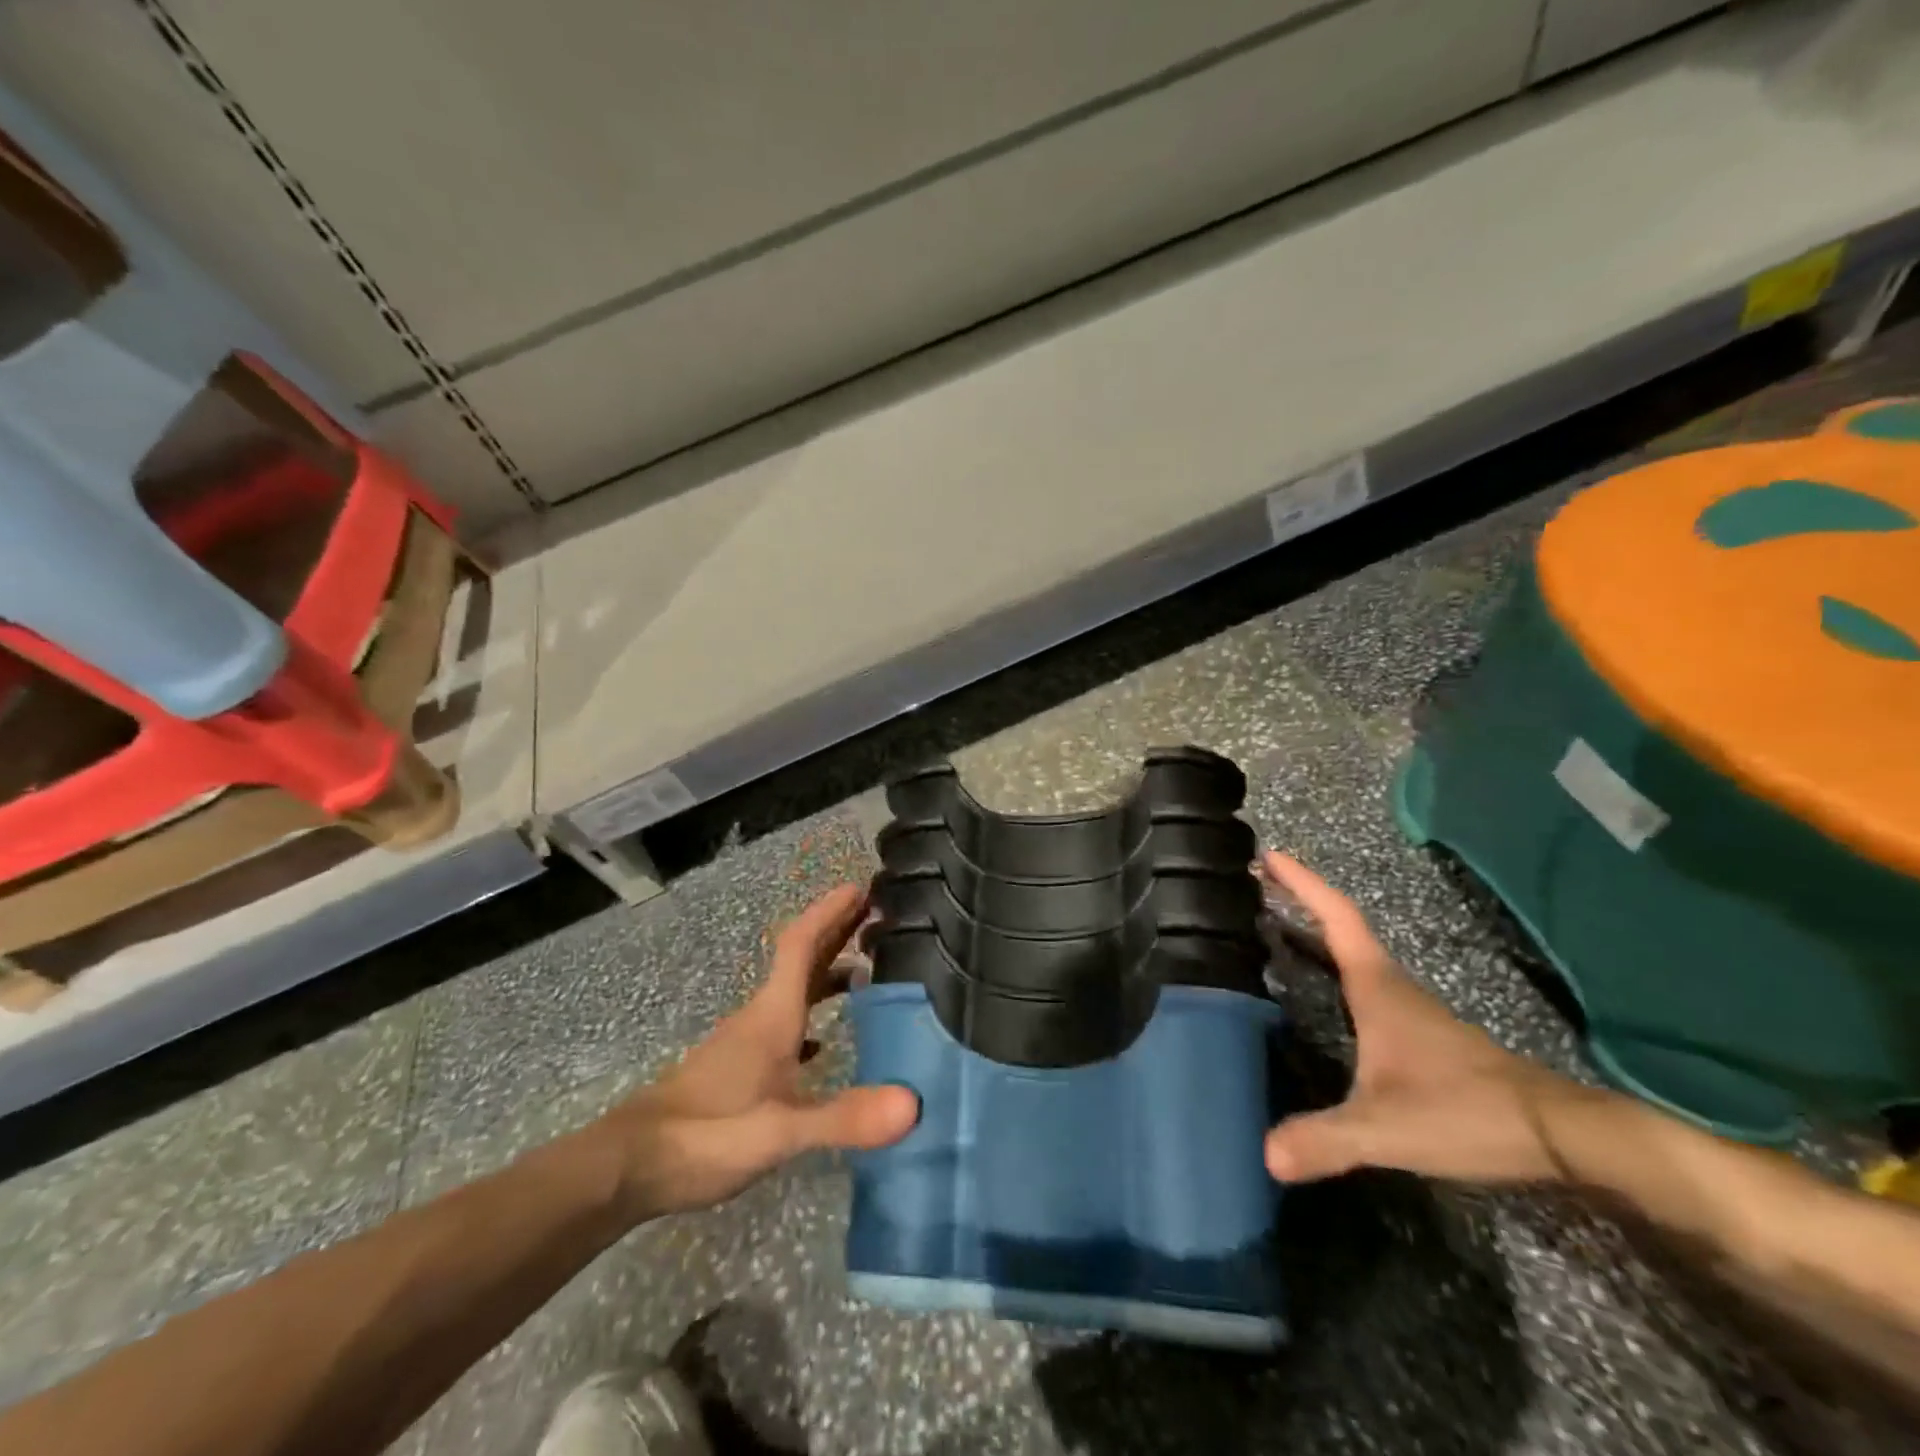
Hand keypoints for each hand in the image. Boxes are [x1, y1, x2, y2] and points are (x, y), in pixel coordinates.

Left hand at [600, 884, 918, 1219]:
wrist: (630, 1165)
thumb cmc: (706, 1135)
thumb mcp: (781, 1131)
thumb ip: (843, 1117)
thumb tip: (913, 1103)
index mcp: (772, 1015)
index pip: (801, 944)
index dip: (830, 911)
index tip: (862, 887)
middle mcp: (761, 1016)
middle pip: (801, 959)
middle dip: (837, 930)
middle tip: (878, 914)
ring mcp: (747, 1041)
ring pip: (794, 990)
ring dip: (827, 970)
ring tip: (867, 970)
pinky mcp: (740, 1067)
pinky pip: (786, 1022)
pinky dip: (812, 1013)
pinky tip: (827, 1039)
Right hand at [1261, 851, 1595, 1185]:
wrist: (1560, 1135)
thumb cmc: (1467, 1111)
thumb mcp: (1388, 1129)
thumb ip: (1327, 1139)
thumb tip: (1265, 1152)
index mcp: (1377, 986)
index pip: (1335, 916)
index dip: (1301, 882)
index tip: (1267, 855)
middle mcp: (1389, 985)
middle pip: (1339, 924)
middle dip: (1298, 898)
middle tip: (1254, 882)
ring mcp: (1407, 1007)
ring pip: (1353, 952)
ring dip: (1315, 930)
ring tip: (1271, 925)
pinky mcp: (1417, 1031)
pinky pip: (1362, 979)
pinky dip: (1332, 964)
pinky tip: (1320, 986)